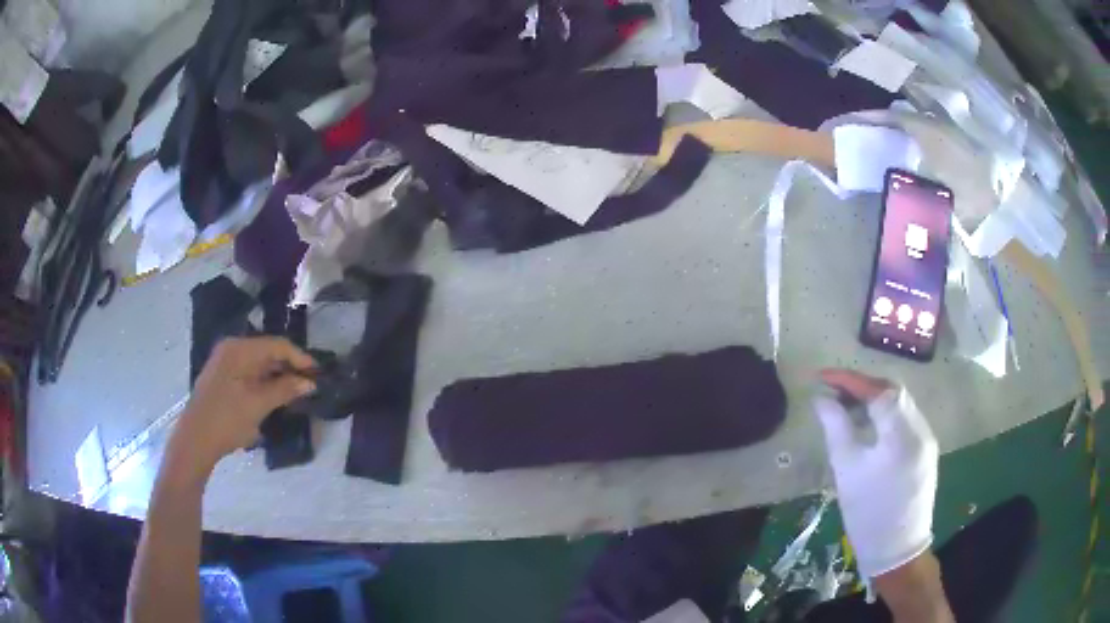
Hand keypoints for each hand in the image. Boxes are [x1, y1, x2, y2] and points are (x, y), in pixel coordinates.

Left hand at [171, 337, 316, 475]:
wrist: (195, 439)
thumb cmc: (227, 419)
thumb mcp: (258, 405)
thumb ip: (285, 389)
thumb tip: (310, 382)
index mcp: (239, 349)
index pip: (277, 345)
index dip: (300, 358)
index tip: (318, 373)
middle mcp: (231, 348)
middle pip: (267, 351)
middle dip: (289, 366)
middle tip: (309, 384)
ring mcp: (224, 361)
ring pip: (258, 362)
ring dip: (277, 375)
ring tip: (295, 391)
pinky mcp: (222, 376)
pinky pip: (249, 371)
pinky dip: (264, 380)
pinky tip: (273, 394)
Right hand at [812, 369, 938, 580]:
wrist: (897, 549)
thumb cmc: (867, 514)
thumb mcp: (846, 471)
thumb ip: (836, 428)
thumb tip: (822, 399)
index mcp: (901, 434)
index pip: (878, 389)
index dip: (849, 379)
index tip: (822, 377)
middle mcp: (921, 428)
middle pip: (894, 390)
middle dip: (863, 386)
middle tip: (835, 392)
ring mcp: (927, 438)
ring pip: (902, 403)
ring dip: (875, 398)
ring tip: (848, 409)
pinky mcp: (927, 449)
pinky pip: (906, 419)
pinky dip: (886, 414)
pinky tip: (870, 428)